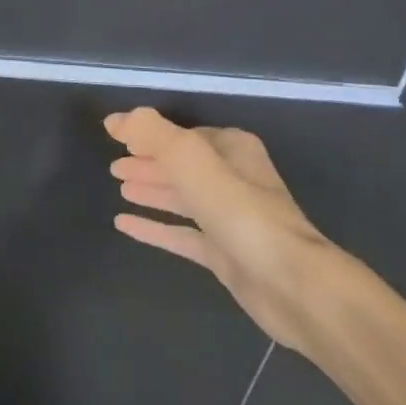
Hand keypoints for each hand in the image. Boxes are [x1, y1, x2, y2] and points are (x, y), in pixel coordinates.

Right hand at [106, 107, 340, 351]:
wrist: (292, 285)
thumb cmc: (240, 212)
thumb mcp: (190, 160)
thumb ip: (152, 134)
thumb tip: (115, 120)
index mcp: (233, 150)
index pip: (184, 135)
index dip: (151, 137)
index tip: (118, 140)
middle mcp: (234, 180)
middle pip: (183, 166)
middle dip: (149, 163)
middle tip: (114, 167)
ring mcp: (230, 219)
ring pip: (182, 198)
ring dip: (152, 191)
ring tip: (120, 188)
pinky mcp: (224, 255)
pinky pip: (181, 234)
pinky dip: (155, 227)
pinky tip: (124, 224)